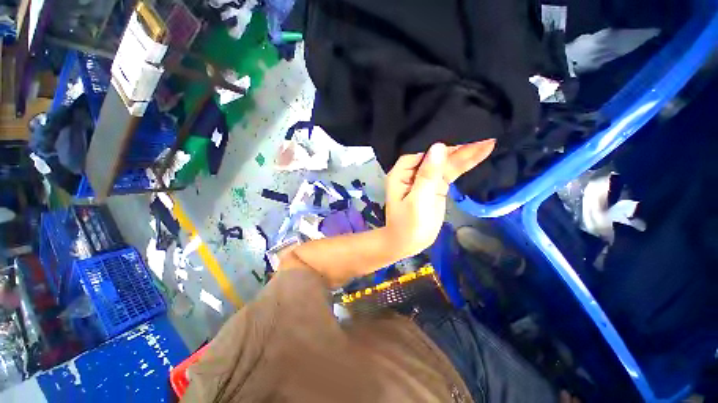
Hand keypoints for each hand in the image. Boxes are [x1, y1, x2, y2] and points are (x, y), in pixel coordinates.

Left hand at [384, 140, 495, 257]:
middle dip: (457, 146)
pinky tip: (480, 153)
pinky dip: (464, 165)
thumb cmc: (409, 225)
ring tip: (488, 140)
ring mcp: (426, 179)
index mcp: (402, 173)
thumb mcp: (418, 200)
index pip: (421, 152)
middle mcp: (413, 172)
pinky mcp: (436, 186)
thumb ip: (428, 175)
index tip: (462, 132)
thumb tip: (438, 147)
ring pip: (445, 163)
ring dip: (465, 153)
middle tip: (483, 133)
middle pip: (436, 156)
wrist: (409, 244)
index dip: (441, 143)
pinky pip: (450, 173)